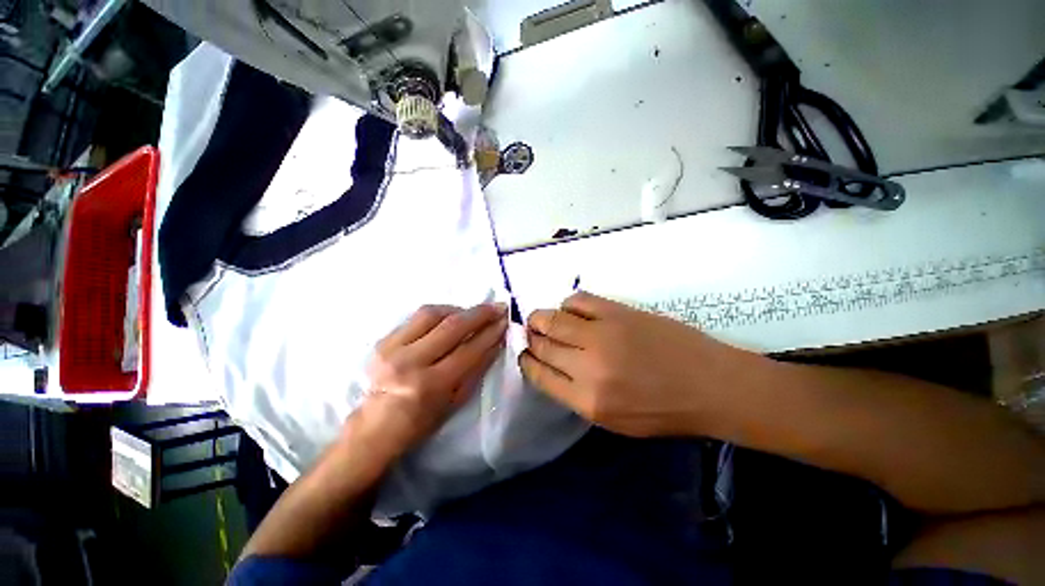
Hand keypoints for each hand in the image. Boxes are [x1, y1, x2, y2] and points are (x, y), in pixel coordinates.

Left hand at [357, 303, 508, 461]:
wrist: (376, 424)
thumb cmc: (423, 419)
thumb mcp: (457, 400)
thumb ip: (477, 367)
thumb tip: (496, 340)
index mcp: (431, 385)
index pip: (469, 350)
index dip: (491, 333)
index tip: (505, 320)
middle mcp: (410, 362)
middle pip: (452, 326)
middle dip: (479, 313)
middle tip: (497, 306)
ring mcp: (393, 348)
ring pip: (432, 314)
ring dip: (458, 309)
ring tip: (472, 313)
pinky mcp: (383, 340)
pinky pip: (416, 317)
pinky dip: (439, 314)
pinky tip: (449, 317)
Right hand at [519, 292, 764, 437]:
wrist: (711, 384)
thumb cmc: (663, 411)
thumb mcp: (613, 421)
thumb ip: (575, 395)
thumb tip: (550, 366)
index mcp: (586, 400)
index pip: (538, 373)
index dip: (526, 360)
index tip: (525, 353)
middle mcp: (588, 366)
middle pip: (542, 345)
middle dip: (530, 338)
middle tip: (531, 334)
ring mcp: (602, 334)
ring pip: (553, 319)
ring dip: (541, 318)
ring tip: (543, 320)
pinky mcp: (617, 311)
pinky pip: (578, 300)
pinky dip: (568, 304)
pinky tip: (572, 311)